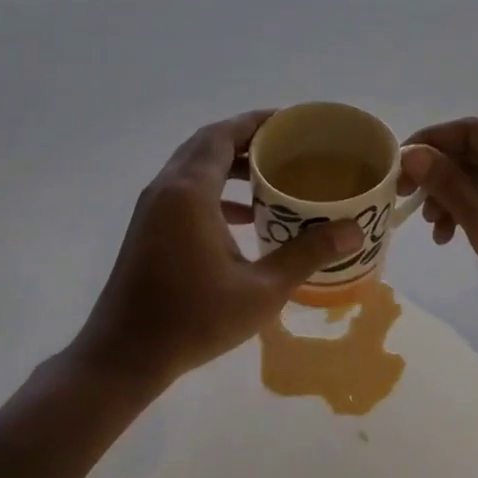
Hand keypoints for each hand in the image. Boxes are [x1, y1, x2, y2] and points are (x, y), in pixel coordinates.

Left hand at [71, 111, 361, 390]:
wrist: (124, 355)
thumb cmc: (193, 320)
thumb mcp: (260, 291)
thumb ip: (306, 255)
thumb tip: (353, 231)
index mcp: (190, 192)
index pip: (224, 135)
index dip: (257, 121)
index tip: (293, 122)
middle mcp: (166, 189)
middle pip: (208, 144)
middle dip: (247, 139)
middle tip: (289, 145)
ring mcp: (153, 208)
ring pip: (195, 167)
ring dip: (231, 164)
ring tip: (273, 175)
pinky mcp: (149, 228)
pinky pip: (186, 191)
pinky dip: (216, 190)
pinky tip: (246, 215)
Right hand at [400, 118, 477, 354]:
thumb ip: (448, 185)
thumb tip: (412, 153)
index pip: (472, 131)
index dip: (431, 141)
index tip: (397, 165)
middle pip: (475, 153)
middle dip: (437, 173)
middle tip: (405, 197)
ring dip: (449, 197)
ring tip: (432, 227)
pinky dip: (467, 213)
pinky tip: (448, 237)